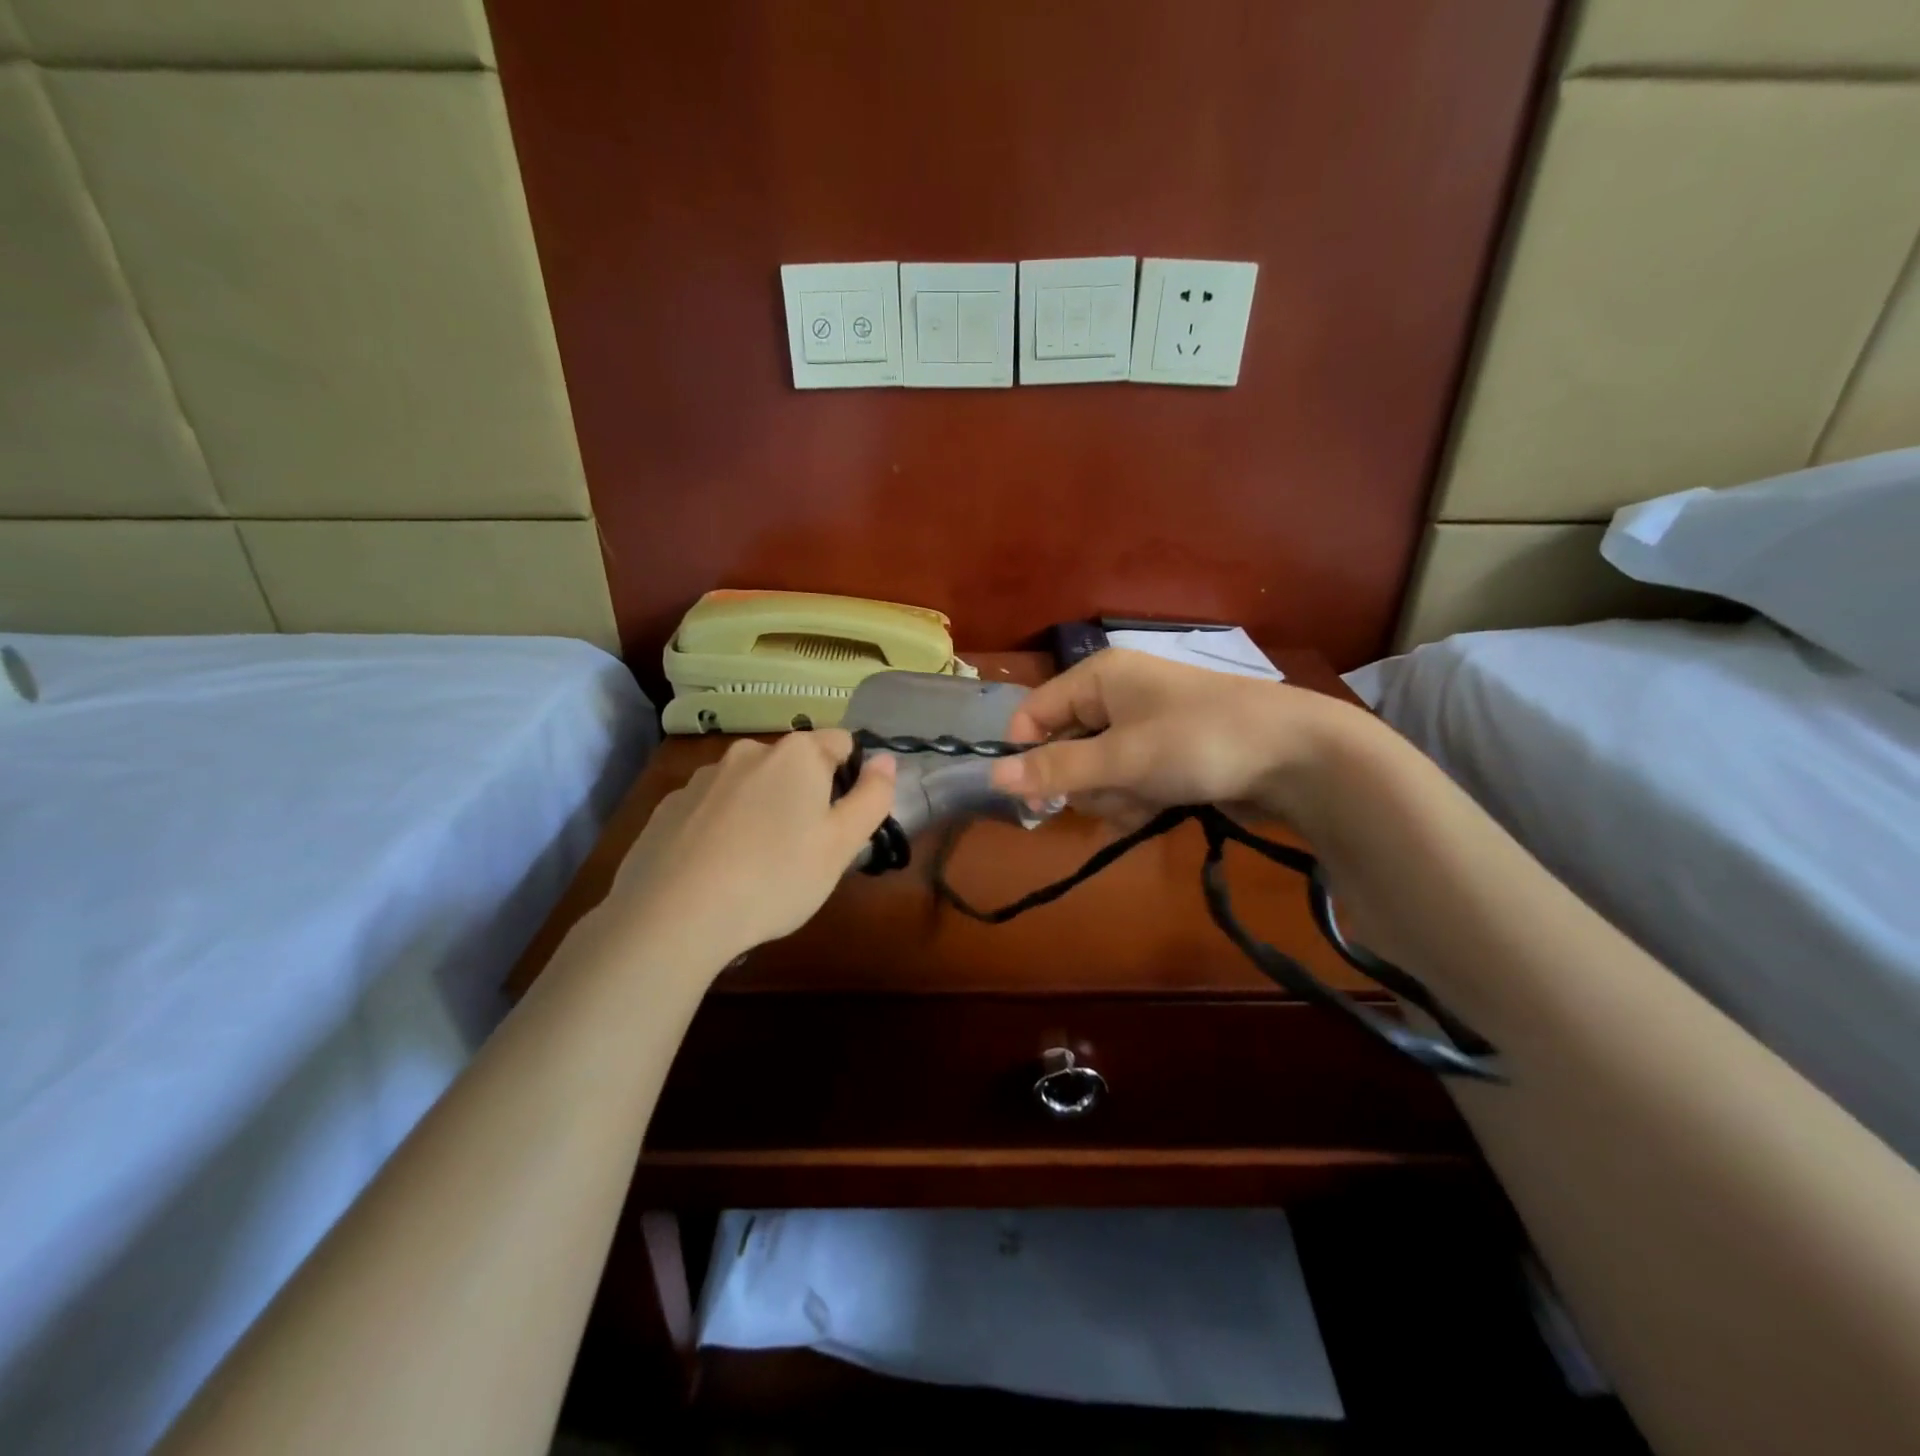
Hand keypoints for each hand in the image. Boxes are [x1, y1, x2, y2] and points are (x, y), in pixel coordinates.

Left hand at [607, 730, 895, 965]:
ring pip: (750, 785)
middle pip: (794, 764)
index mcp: (797, 754)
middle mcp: (748, 751)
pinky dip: (722, 827)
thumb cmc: (775, 877)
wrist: (672, 915)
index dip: (851, 778)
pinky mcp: (668, 807)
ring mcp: (702, 777)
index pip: (842, 743)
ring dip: (762, 809)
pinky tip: (716, 869)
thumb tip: (886, 760)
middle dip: (804, 795)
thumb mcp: (841, 845)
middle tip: (804, 850)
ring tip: (757, 864)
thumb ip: (872, 797)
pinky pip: (711, 808)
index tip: (842, 822)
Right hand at [989, 649, 1354, 822]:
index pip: (1034, 713)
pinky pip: (1127, 782)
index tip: (1034, 800)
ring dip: (1114, 796)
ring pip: (1096, 772)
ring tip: (1150, 798)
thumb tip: (991, 778)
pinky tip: (1159, 809)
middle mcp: (1115, 697)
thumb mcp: (1121, 758)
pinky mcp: (1166, 756)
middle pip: (1064, 748)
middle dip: (1085, 781)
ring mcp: (1143, 728)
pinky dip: (1135, 801)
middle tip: (1116, 791)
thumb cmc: (1199, 742)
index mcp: (1098, 677)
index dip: (1027, 754)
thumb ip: (1056, 768)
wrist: (1297, 756)